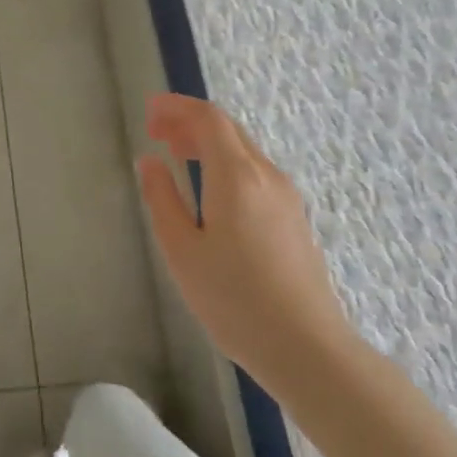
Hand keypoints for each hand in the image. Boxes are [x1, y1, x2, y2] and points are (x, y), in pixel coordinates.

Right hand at [136, 93, 353, 394]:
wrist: (307, 349)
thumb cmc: (234, 300)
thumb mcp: (182, 250)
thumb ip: (162, 198)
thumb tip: (150, 162)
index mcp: (237, 176)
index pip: (208, 118)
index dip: (176, 107)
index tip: (149, 112)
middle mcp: (266, 175)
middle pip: (228, 129)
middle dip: (190, 121)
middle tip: (156, 132)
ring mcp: (286, 197)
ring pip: (244, 150)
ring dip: (208, 142)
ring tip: (177, 154)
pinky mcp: (294, 218)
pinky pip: (255, 171)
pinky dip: (226, 162)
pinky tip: (210, 188)